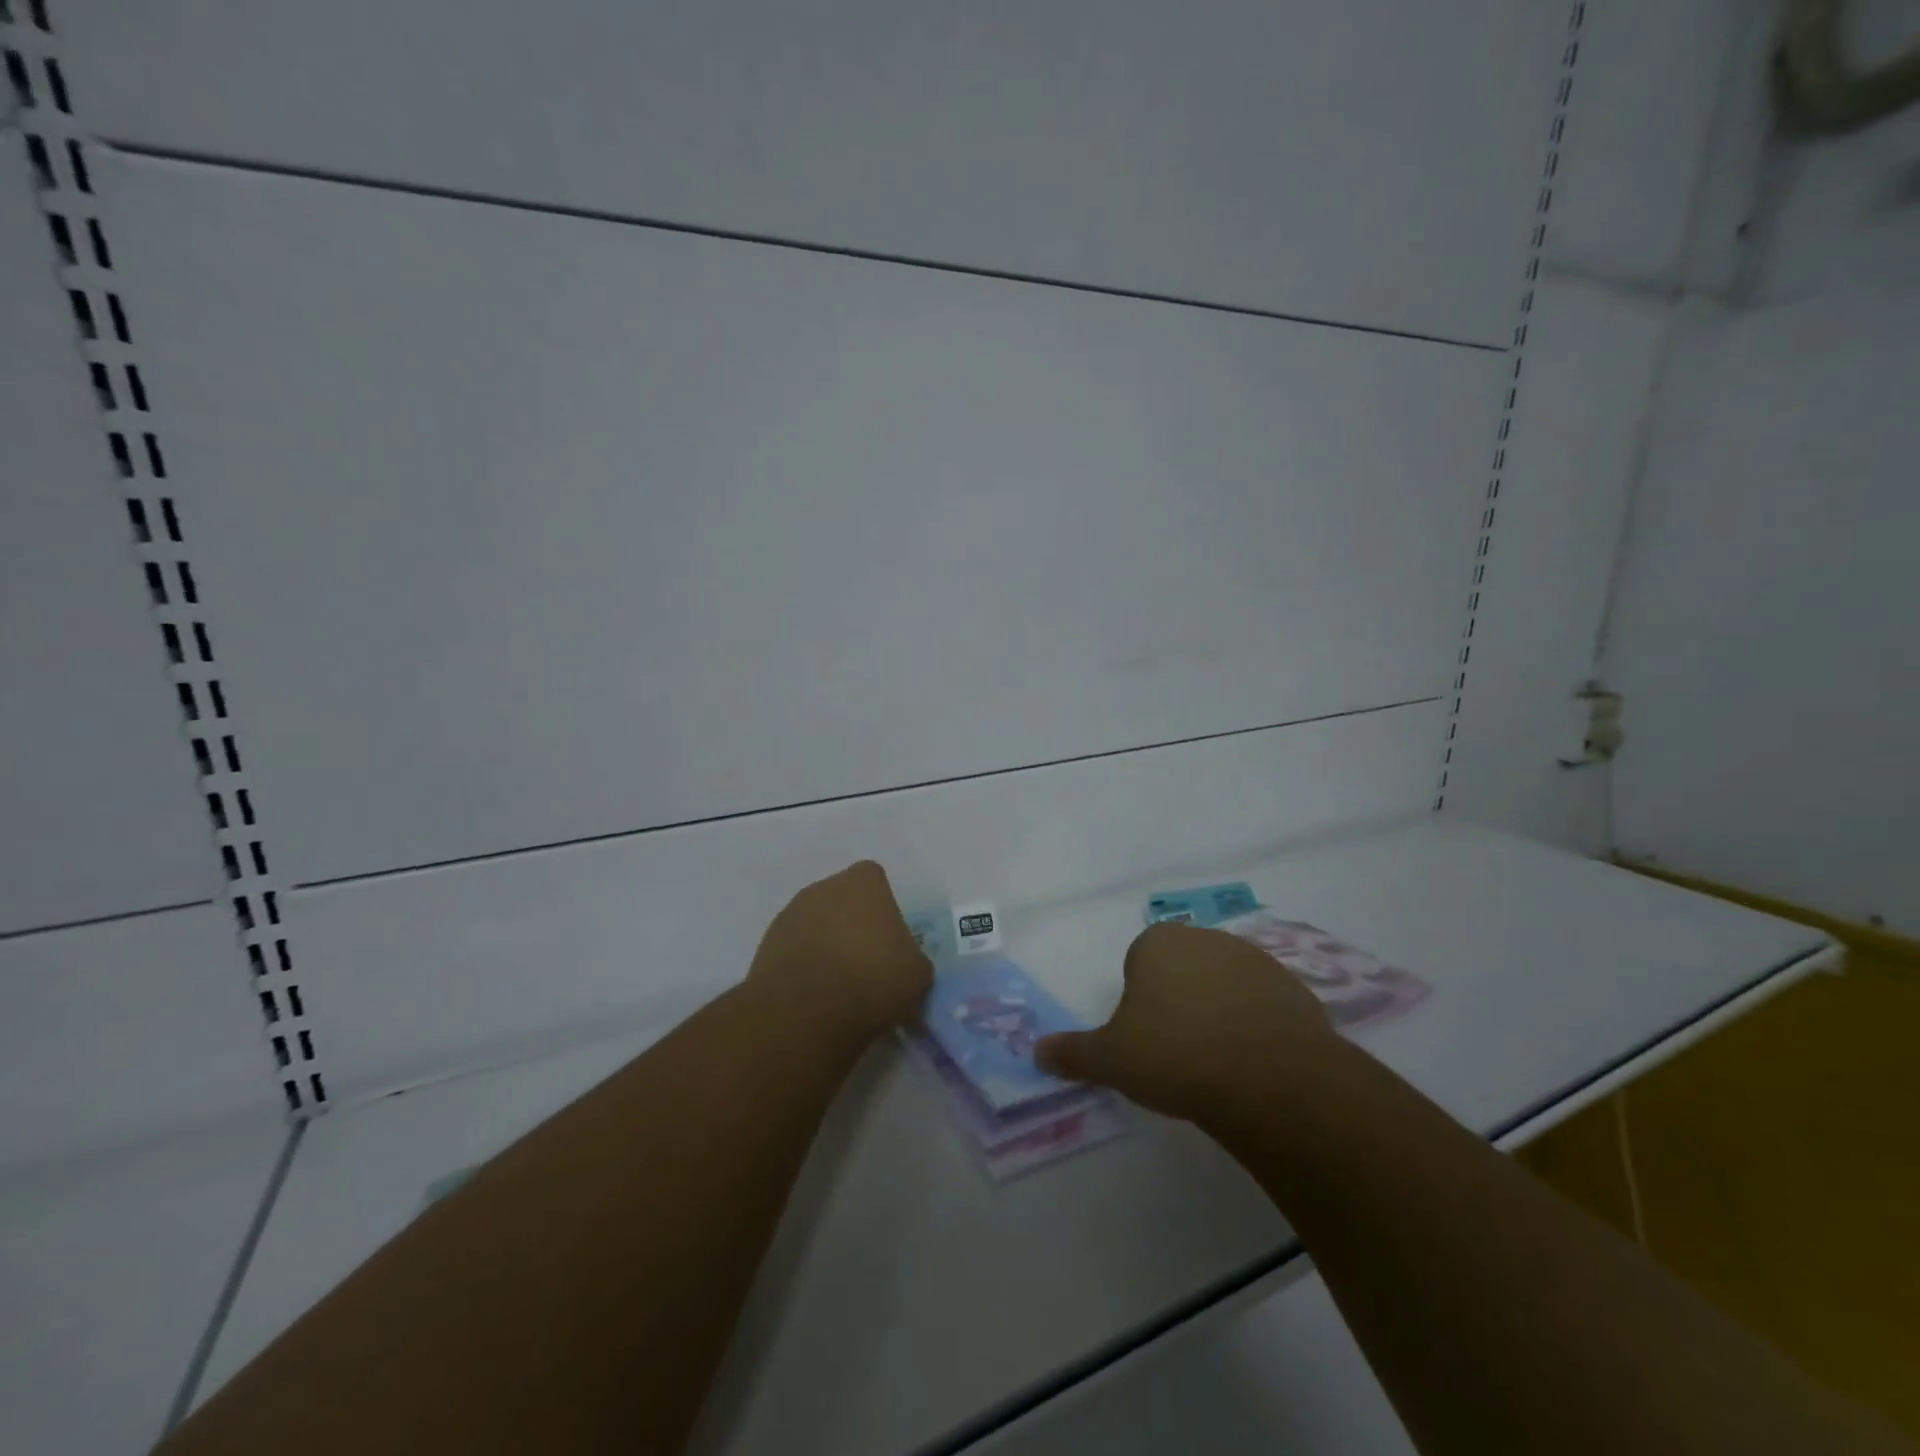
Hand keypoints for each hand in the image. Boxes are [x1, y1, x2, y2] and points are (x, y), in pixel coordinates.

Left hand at [748, 861, 931, 1045]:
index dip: (884, 909)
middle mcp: (824, 887)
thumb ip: (913, 960)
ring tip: (839, 988)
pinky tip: (814, 999)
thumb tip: (904, 967)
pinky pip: (794, 951)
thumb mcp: (918, 974)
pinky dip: (803, 968)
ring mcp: (790, 914)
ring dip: (826, 947)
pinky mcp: (765, 946)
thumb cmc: (873, 979)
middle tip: (867, 966)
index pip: (876, 881)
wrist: (805, 1012)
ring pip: (816, 925)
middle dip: (853, 926)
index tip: (889, 942)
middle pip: (843, 901)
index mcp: (864, 881)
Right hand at [1035, 922, 1338, 1125]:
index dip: (1139, 1001)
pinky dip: (1256, 1025)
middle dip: (1178, 1001)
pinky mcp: (1293, 987)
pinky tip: (1254, 1062)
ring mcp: (1254, 959)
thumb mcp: (1112, 1060)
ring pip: (1223, 984)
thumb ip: (1073, 1053)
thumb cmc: (1175, 1055)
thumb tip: (1036, 1053)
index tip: (1147, 1039)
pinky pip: (1262, 1004)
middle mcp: (1205, 938)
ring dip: (1218, 1011)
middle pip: (1182, 969)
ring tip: (1219, 1061)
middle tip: (1178, 1051)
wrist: (1269, 1078)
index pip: (1139, 963)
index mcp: (1158, 942)